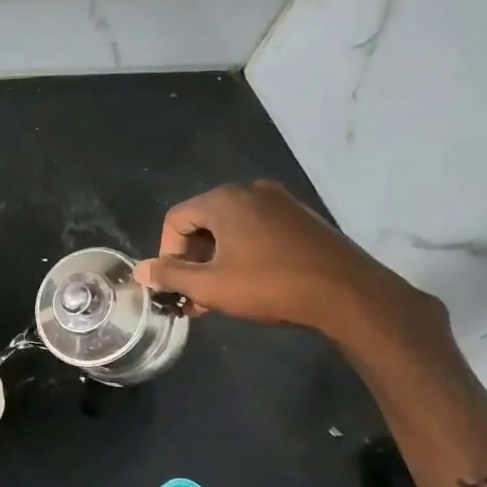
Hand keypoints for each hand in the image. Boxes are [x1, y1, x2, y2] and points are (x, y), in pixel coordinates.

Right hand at [133, 180, 440, 343]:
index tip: (175, 285)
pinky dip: (241, 254)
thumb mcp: (210, 287)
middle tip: (192, 295)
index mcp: (225, 200)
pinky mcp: (300, 219)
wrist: (346, 293)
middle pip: (202, 222)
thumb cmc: (269, 285)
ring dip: (215, 261)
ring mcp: (280, 202)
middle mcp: (251, 191)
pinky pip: (256, 231)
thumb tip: (140, 271)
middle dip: (191, 260)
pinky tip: (246, 284)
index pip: (175, 220)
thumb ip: (170, 276)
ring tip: (216, 295)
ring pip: (230, 229)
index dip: (166, 254)